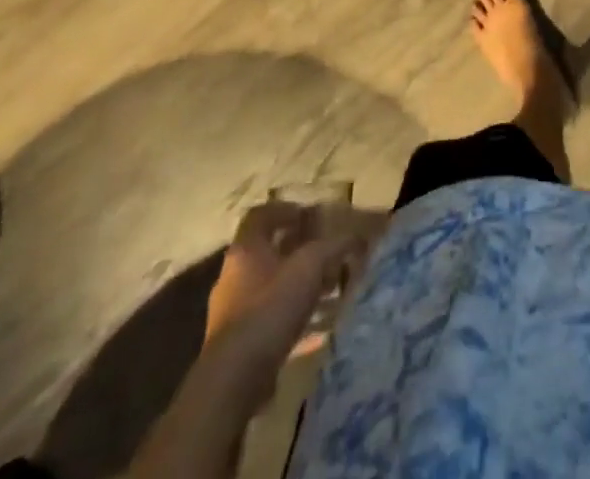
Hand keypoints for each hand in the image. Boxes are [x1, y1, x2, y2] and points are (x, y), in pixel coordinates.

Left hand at [205, 200, 367, 345]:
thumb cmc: (270, 308)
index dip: (285, 210)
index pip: (260, 215)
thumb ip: (334, 246)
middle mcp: (233, 276)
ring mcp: (232, 312)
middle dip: (298, 250)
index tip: (310, 216)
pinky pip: (270, 318)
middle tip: (325, 252)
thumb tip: (357, 236)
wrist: (233, 380)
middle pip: (267, 251)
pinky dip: (293, 316)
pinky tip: (317, 326)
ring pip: (271, 286)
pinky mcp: (238, 344)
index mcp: (245, 249)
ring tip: (328, 289)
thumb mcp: (310, 267)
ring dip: (298, 284)